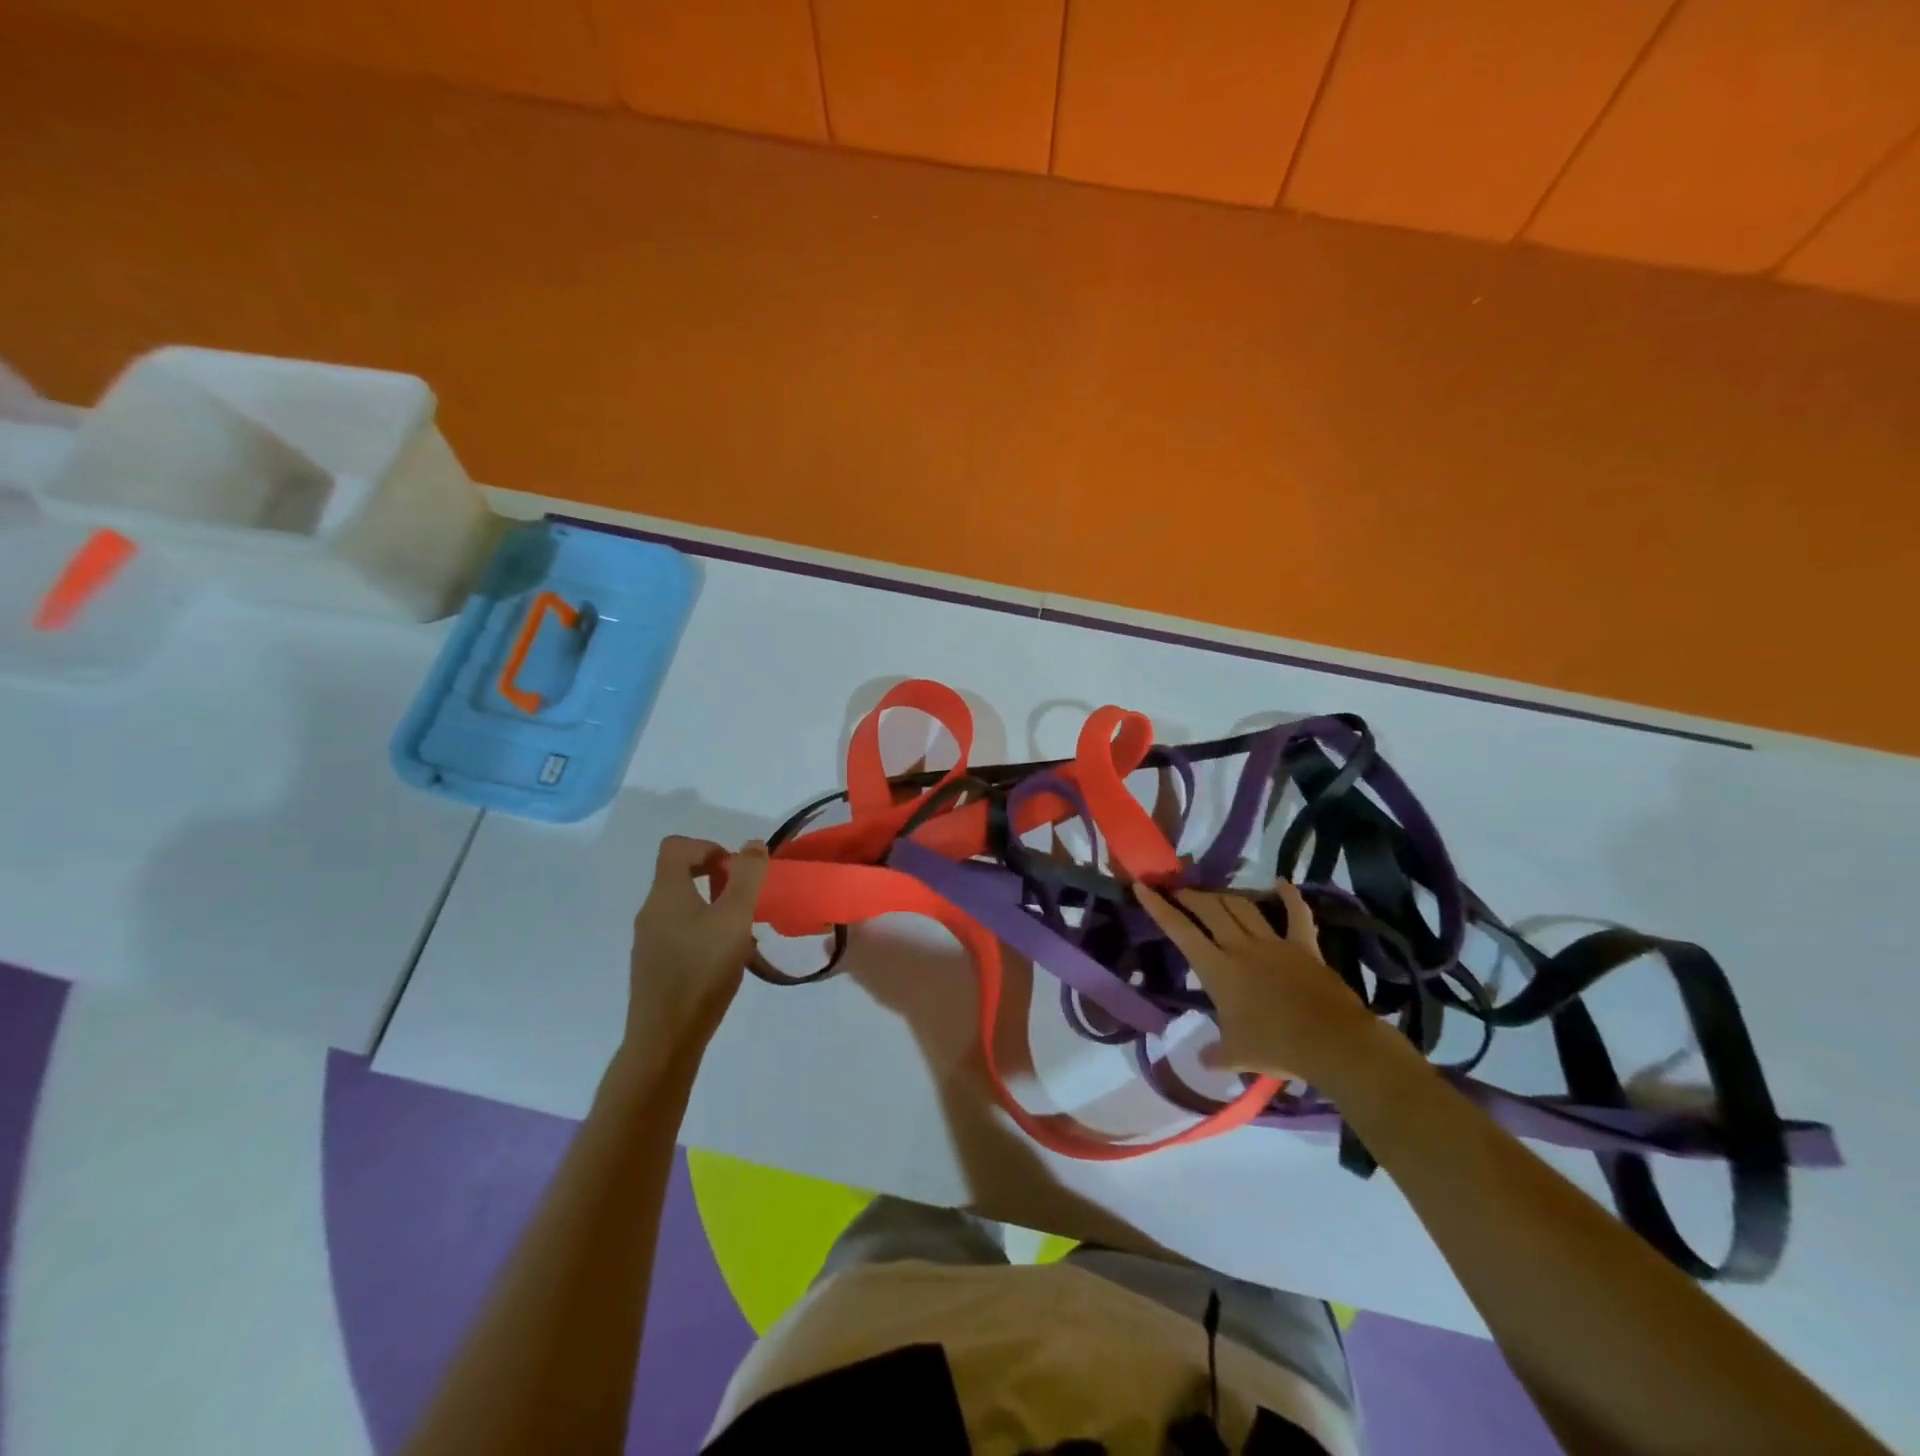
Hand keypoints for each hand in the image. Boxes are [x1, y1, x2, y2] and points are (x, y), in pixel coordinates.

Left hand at [623, 836, 769, 1061]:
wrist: (665, 1038)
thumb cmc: (702, 970)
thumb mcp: (734, 918)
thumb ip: (746, 877)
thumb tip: (751, 845)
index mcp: (666, 894)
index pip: (676, 846)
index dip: (708, 846)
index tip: (735, 870)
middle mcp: (651, 912)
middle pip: (678, 875)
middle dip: (716, 878)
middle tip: (744, 900)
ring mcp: (648, 941)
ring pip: (682, 906)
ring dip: (713, 907)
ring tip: (740, 933)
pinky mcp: (653, 967)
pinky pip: (679, 933)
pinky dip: (703, 933)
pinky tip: (724, 960)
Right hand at [1136, 880, 1389, 1084]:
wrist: (1330, 1043)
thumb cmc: (1275, 1047)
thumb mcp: (1236, 1055)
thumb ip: (1214, 1054)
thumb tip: (1202, 1059)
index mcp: (1217, 969)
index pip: (1180, 930)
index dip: (1158, 907)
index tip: (1142, 887)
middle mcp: (1240, 946)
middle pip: (1209, 909)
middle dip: (1190, 895)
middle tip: (1178, 889)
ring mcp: (1273, 942)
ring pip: (1242, 906)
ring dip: (1224, 895)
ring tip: (1213, 892)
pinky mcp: (1303, 946)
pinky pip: (1297, 915)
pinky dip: (1290, 897)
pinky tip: (1282, 882)